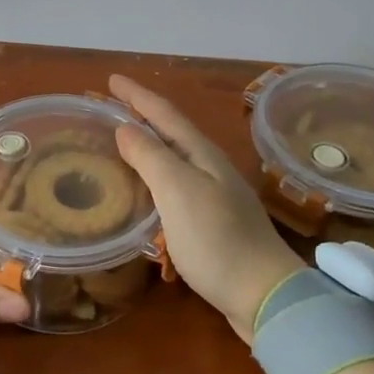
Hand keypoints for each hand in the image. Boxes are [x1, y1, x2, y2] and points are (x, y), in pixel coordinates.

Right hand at [109, 75, 304, 343]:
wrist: (264, 294)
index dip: (137, 95)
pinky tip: (143, 190)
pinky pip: (175, 185)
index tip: (111, 78)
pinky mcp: (212, 221)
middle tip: (109, 108)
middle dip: (141, 115)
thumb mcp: (178, 191)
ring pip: (173, 158)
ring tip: (120, 143)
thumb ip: (150, 157)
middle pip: (170, 131)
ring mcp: (214, 194)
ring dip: (147, 145)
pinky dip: (154, 177)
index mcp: (201, 154)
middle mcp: (209, 167)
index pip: (163, 113)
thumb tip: (125, 128)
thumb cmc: (216, 239)